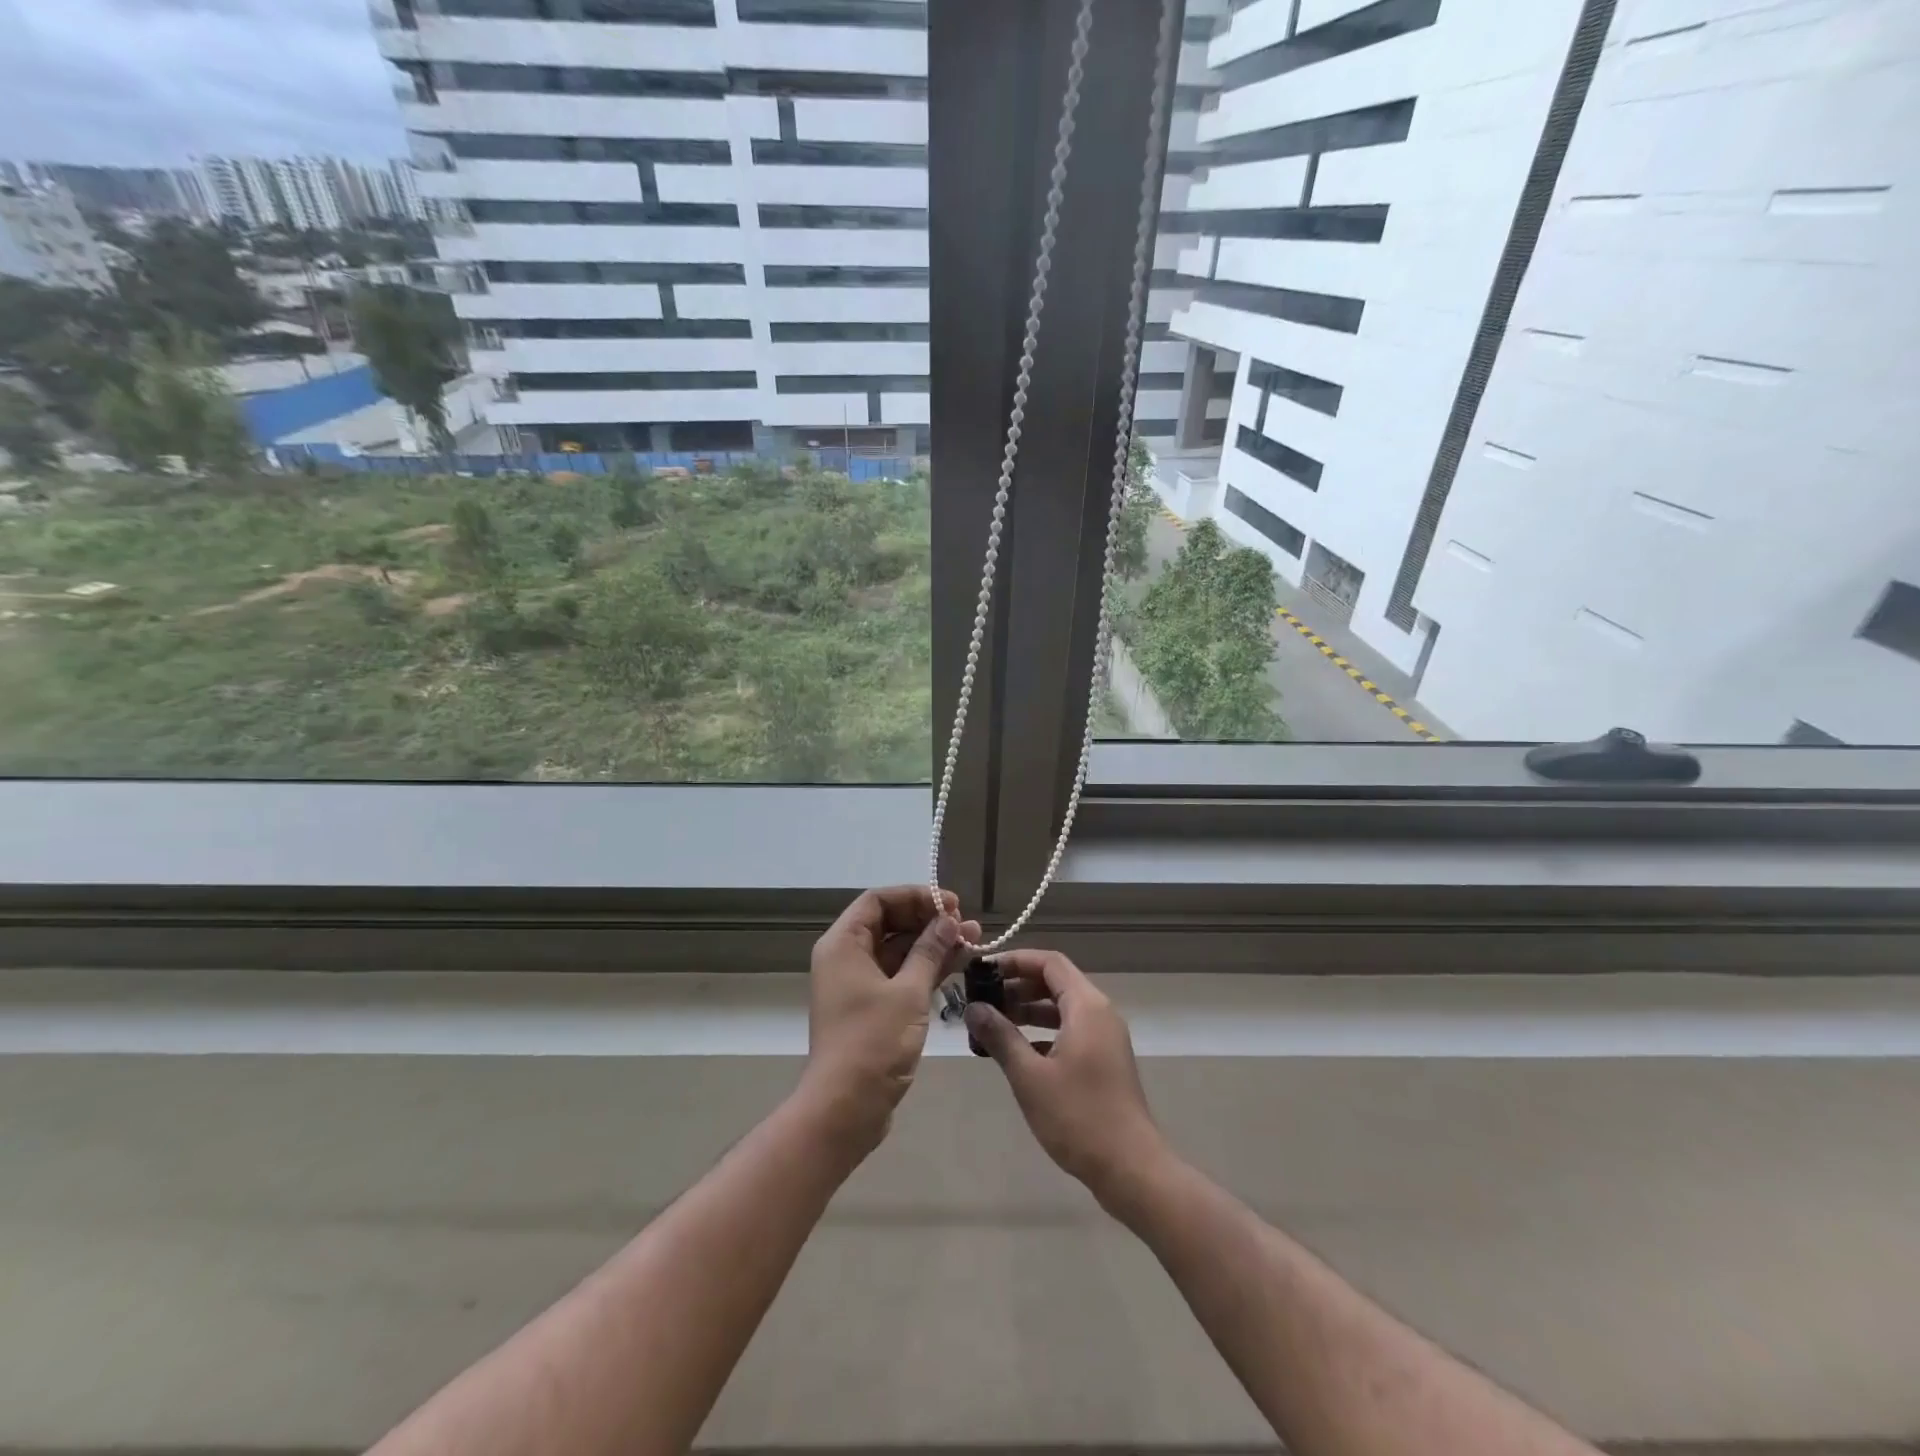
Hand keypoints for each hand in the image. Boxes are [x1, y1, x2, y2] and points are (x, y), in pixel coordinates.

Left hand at [801, 885, 977, 1156]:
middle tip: (965, 923)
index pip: (878, 900)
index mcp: (843, 944)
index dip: (915, 896)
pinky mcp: (871, 1007)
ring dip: (933, 944)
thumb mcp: (908, 992)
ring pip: (898, 950)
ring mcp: (858, 984)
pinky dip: (926, 968)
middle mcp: (846, 958)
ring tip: (973, 940)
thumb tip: (948, 920)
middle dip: (929, 920)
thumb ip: (930, 950)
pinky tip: (959, 964)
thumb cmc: (873, 1042)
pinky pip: (900, 974)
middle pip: (889, 922)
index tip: (950, 903)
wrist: (846, 1107)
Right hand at [964, 949, 1166, 1201]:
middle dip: (1018, 986)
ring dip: (1029, 1010)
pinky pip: (1070, 1029)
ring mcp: (1105, 1037)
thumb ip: (1000, 1036)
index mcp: (1086, 1006)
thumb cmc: (1078, 1116)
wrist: (1130, 1167)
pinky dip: (1043, 1032)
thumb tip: (973, 1008)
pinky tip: (1018, 1052)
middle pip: (1055, 982)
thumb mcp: (1030, 1076)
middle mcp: (1100, 1012)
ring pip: (1062, 1008)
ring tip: (992, 1023)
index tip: (984, 970)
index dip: (1015, 960)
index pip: (1049, 962)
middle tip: (982, 999)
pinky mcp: (1105, 1059)